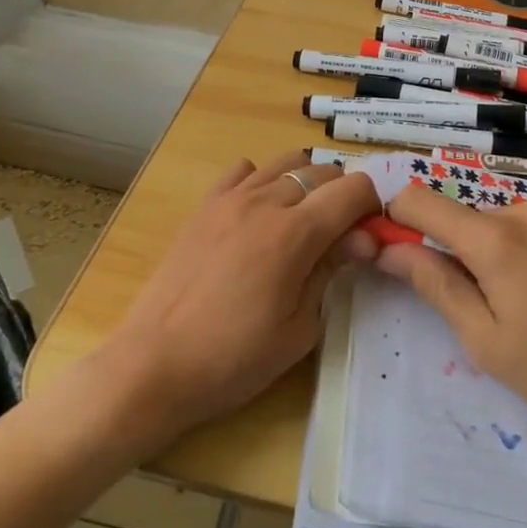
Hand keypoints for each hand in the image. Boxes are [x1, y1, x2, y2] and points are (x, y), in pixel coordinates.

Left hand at [103, 153, 379, 440]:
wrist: (155, 364)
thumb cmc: (234, 358)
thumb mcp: (299, 328)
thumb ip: (332, 271)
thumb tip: (363, 239)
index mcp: (296, 232)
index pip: (353, 188)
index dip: (371, 207)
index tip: (368, 237)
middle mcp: (266, 201)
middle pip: (323, 170)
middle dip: (343, 196)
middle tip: (339, 237)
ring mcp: (231, 198)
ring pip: (287, 162)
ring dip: (306, 183)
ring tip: (301, 223)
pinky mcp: (205, 205)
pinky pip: (244, 170)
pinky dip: (263, 181)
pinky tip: (259, 215)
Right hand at [375, 189, 526, 447]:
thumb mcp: (486, 341)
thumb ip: (434, 285)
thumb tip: (388, 249)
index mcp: (496, 239)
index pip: (423, 201)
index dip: (400, 217)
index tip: (400, 244)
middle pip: (475, 219)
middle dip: (470, 252)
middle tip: (496, 304)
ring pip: (516, 222)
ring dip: (512, 251)